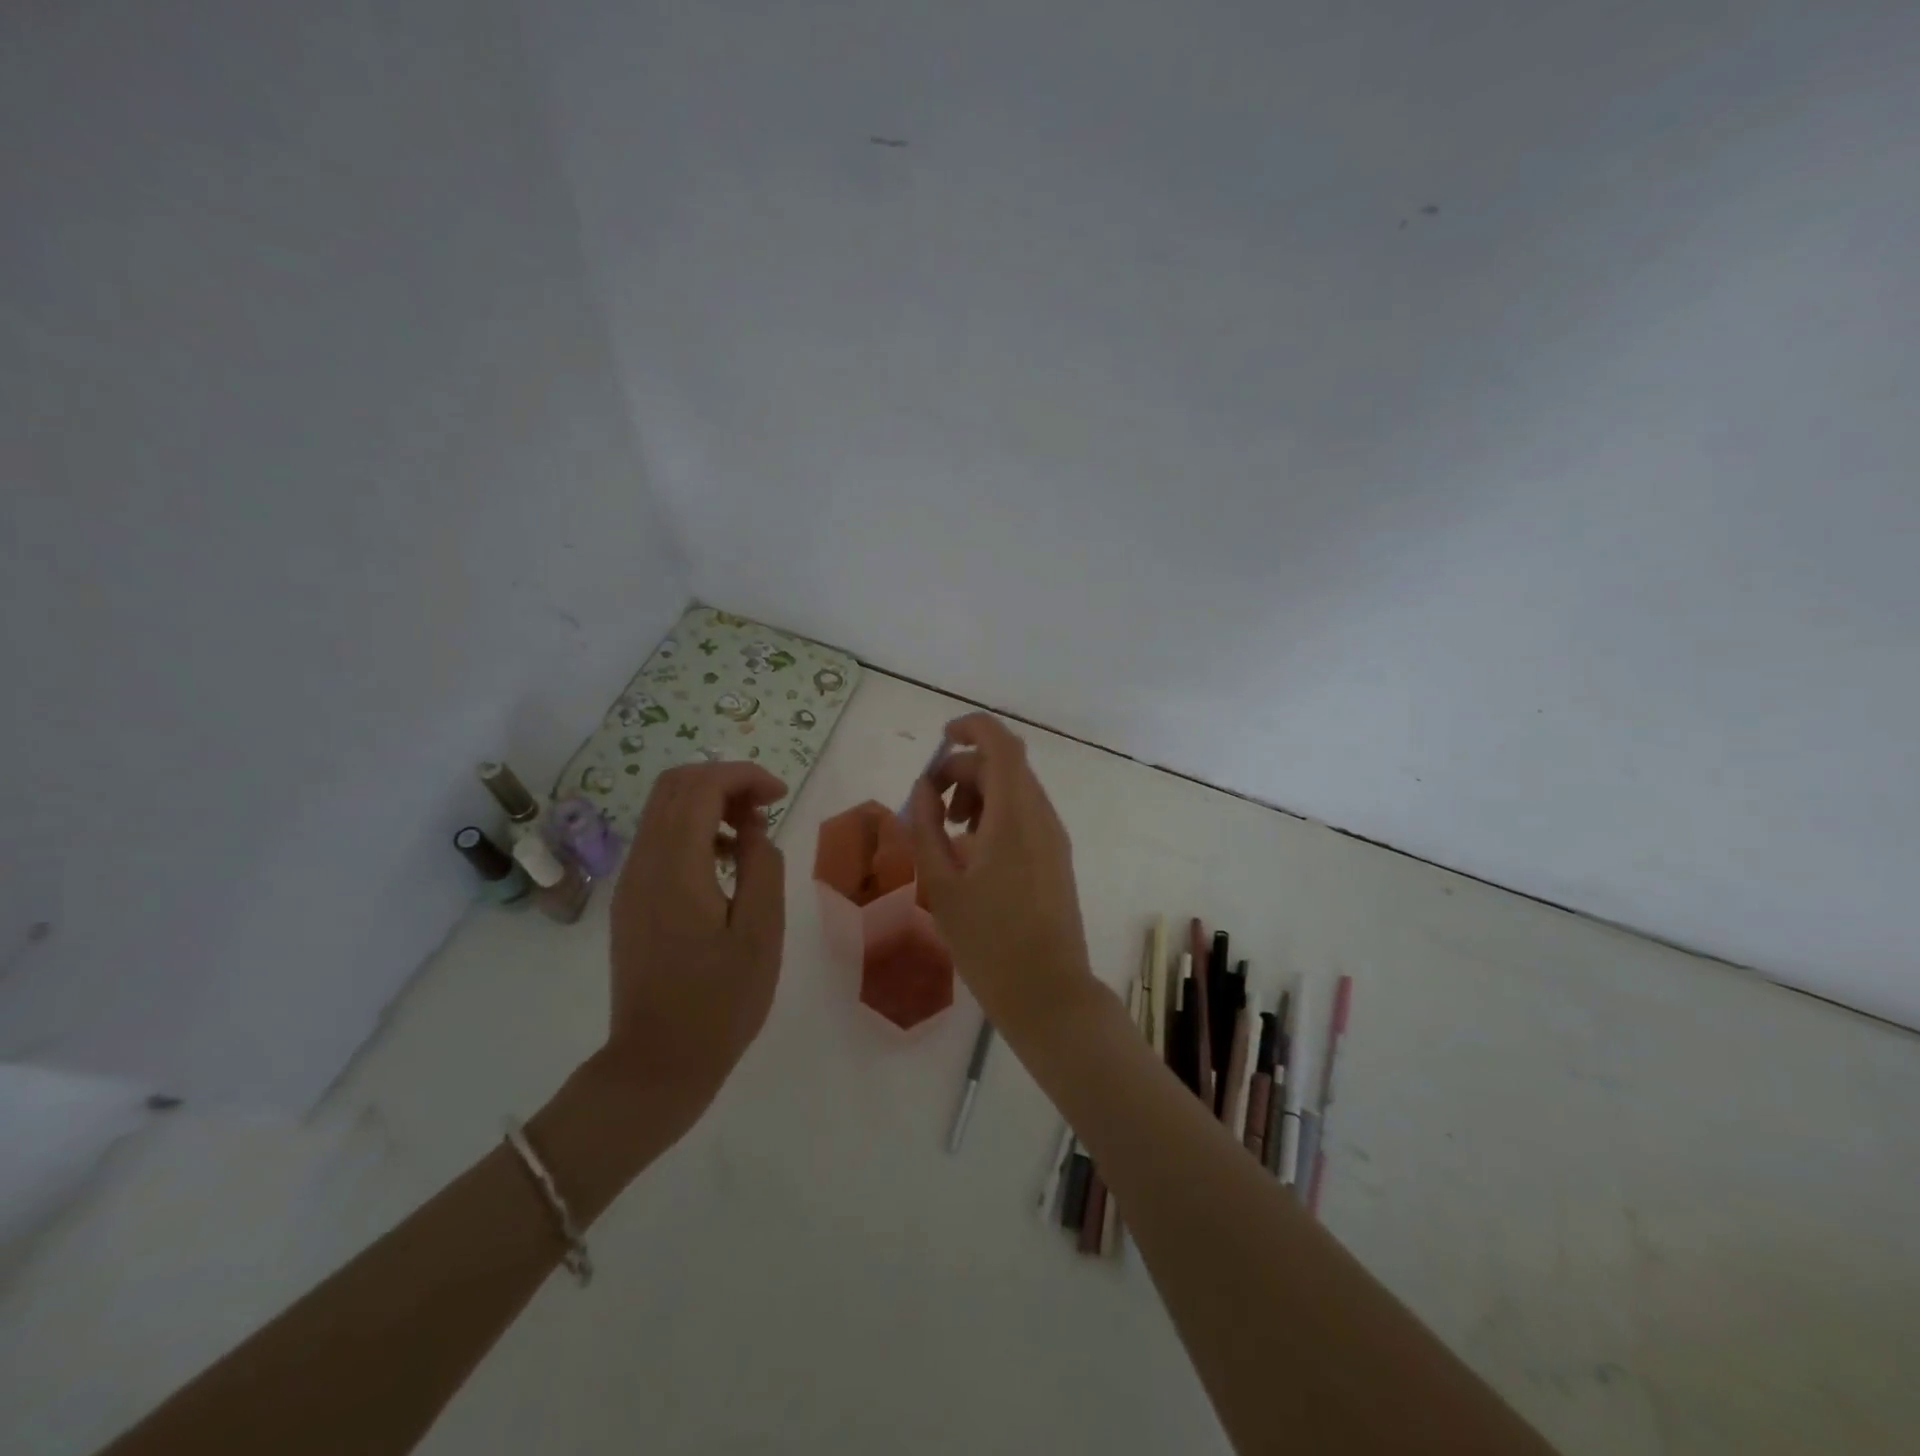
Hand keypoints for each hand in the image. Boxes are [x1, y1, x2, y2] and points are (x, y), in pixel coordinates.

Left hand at [604, 761, 788, 1118]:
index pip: (701, 787)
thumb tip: (753, 828)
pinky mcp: (631, 900)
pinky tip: (724, 865)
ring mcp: (631, 882)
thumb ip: (762, 866)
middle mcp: (643, 864)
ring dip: (709, 804)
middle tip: (765, 809)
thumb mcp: (760, 932)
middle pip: (674, 786)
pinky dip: (694, 830)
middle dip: (724, 782)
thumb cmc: (720, 1003)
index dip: (743, 776)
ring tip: (750, 837)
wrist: (657, 1064)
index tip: (780, 796)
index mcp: (675, 868)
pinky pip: (659, 840)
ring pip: (663, 810)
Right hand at [905, 713, 1098, 1037]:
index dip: (971, 728)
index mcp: (1014, 815)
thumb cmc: (988, 941)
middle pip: (1004, 766)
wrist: (1048, 992)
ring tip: (949, 832)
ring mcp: (1054, 837)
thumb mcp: (942, 884)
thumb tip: (924, 788)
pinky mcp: (1056, 857)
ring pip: (1015, 790)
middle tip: (931, 807)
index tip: (940, 739)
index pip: (1000, 744)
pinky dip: (995, 814)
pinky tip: (972, 851)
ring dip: (979, 794)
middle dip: (963, 771)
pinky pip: (1025, 815)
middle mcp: (1041, 816)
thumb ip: (927, 828)